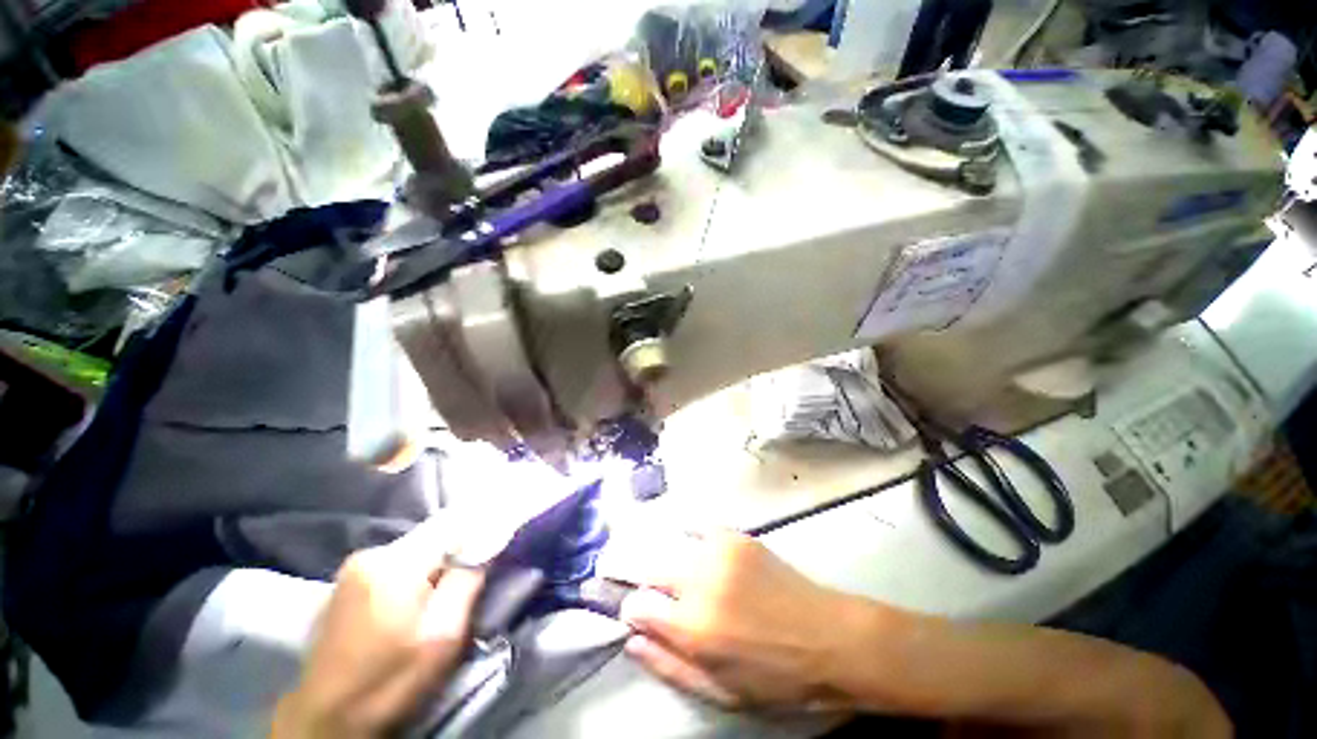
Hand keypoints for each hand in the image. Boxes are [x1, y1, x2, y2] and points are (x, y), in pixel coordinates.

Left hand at [271, 517, 485, 738]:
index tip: (502, 539)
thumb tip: (489, 538)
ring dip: (436, 565)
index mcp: (395, 563)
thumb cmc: (391, 682)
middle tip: (472, 581)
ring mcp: (353, 567)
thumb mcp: (443, 636)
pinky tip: (413, 603)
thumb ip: (468, 580)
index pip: (454, 524)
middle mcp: (371, 553)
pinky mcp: (345, 583)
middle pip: (434, 537)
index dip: (482, 528)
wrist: (327, 721)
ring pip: (415, 550)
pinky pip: (395, 564)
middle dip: (458, 552)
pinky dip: (414, 574)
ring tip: (443, 596)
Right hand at [617, 528, 867, 712]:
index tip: (639, 616)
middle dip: (642, 581)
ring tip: (675, 572)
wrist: (830, 638)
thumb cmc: (777, 679)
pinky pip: (699, 527)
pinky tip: (693, 547)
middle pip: (648, 568)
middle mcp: (700, 582)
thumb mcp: (722, 693)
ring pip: (670, 546)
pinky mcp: (737, 537)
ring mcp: (719, 553)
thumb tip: (632, 641)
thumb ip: (670, 666)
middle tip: (652, 592)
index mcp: (694, 627)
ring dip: (665, 560)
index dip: (633, 611)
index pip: (638, 605)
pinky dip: (688, 535)